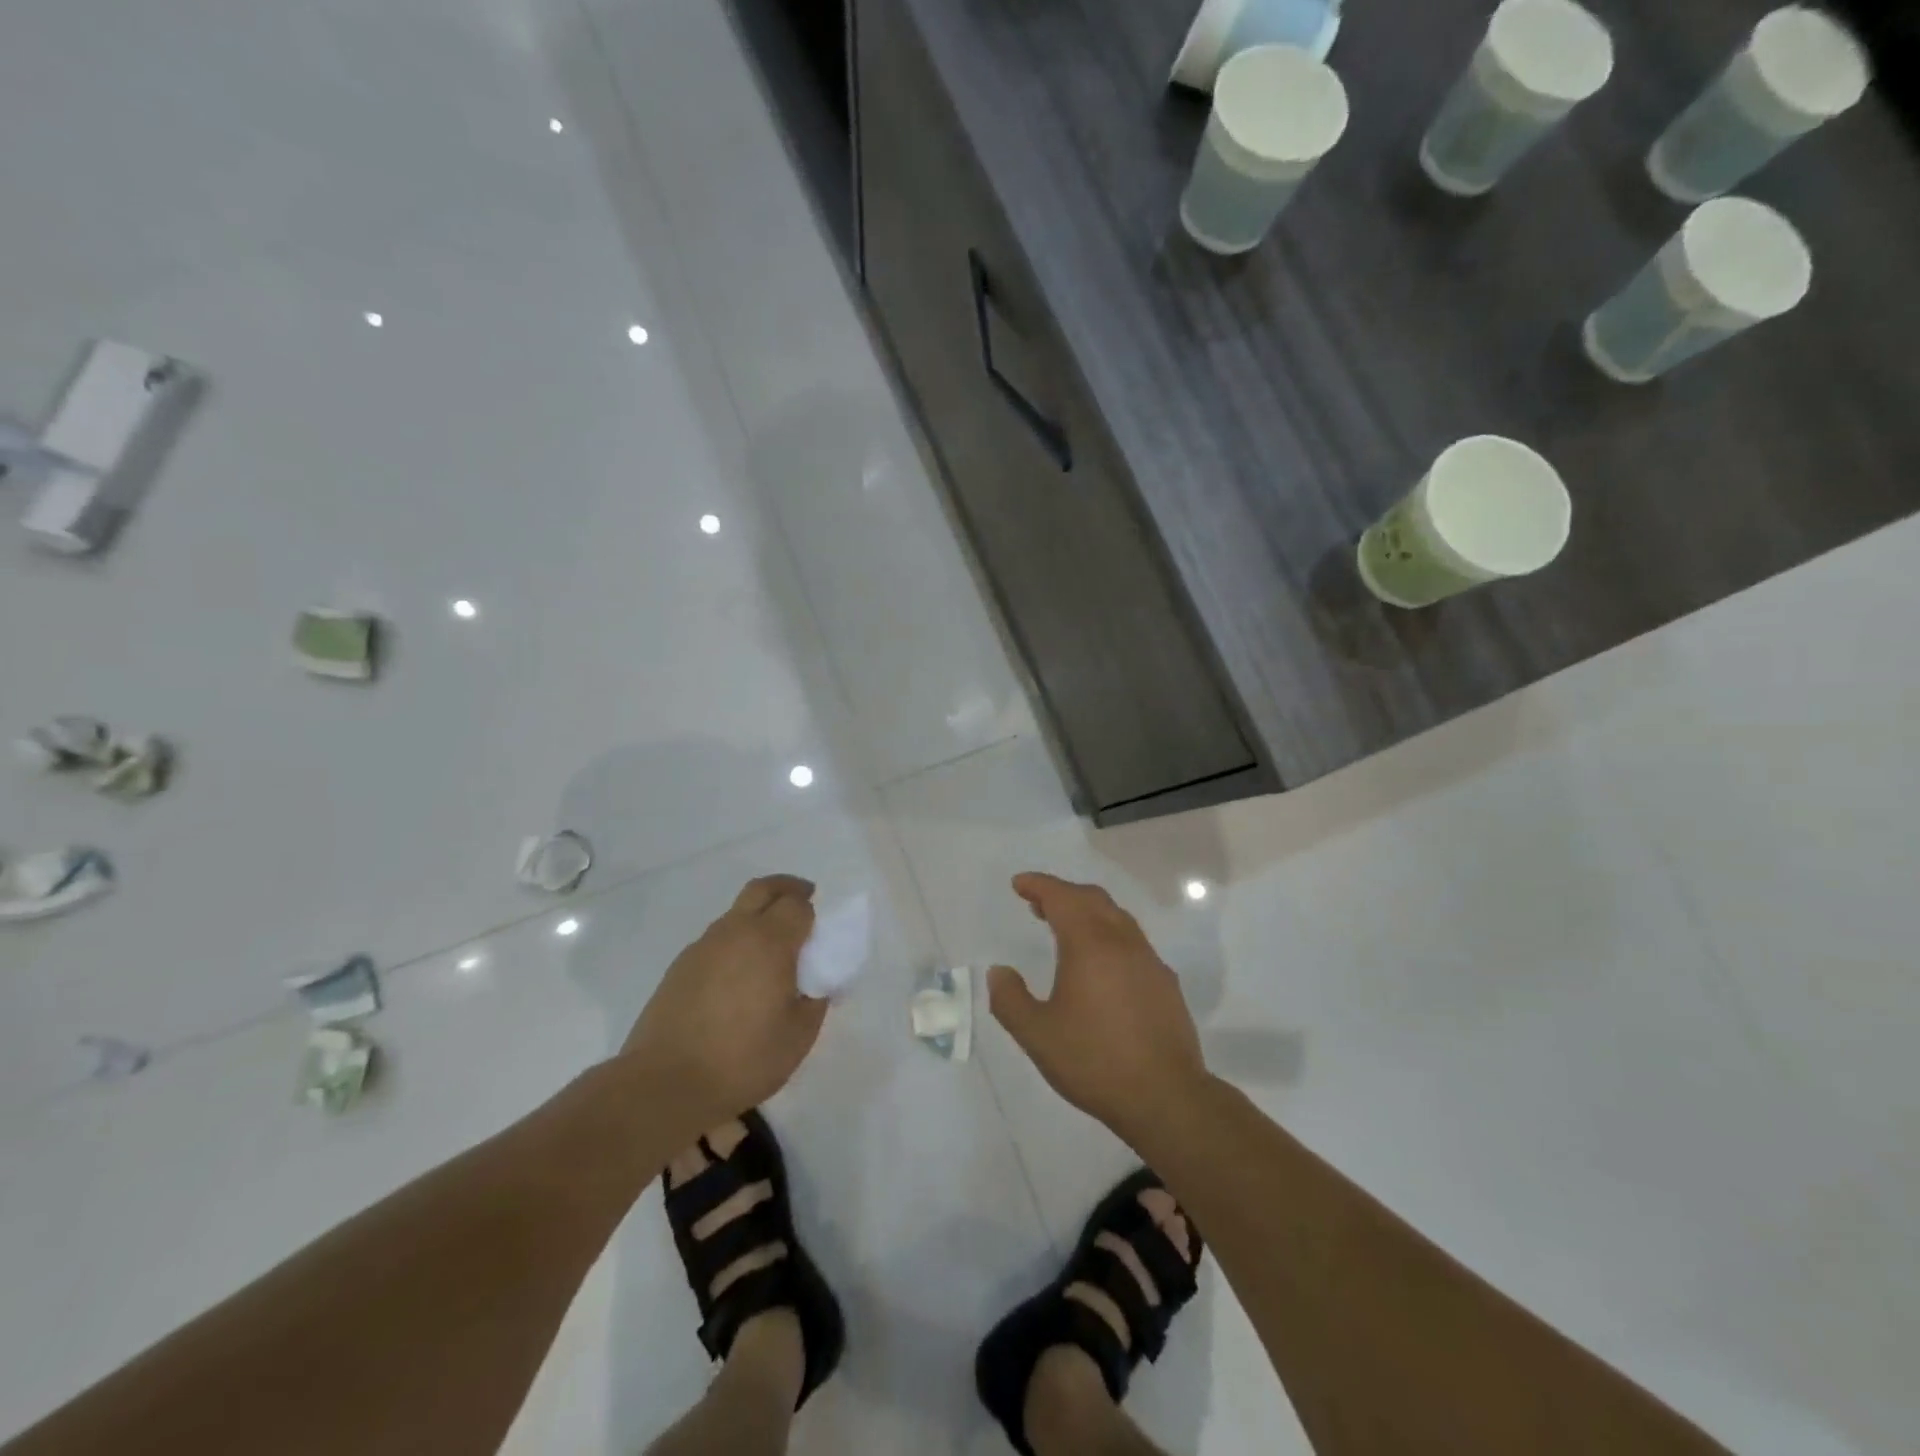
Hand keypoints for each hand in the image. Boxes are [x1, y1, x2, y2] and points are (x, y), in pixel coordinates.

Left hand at [622, 875, 827, 1135]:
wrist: (665, 1085)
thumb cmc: (743, 1059)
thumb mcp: (799, 1035)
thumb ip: (816, 999)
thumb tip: (817, 982)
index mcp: (769, 941)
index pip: (797, 904)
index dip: (812, 913)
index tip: (820, 931)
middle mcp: (735, 932)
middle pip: (763, 889)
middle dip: (787, 888)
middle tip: (803, 900)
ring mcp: (702, 947)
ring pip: (736, 913)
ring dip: (757, 917)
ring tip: (769, 952)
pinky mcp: (679, 967)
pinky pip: (716, 941)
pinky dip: (734, 943)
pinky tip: (738, 978)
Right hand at [988, 873, 1209, 1143]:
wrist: (1166, 1097)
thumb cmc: (1095, 1061)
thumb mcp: (1037, 1035)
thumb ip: (1010, 999)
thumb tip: (999, 972)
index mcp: (1089, 944)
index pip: (1062, 897)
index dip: (1039, 885)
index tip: (1018, 884)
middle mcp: (1122, 941)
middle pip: (1092, 899)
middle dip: (1063, 893)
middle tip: (1037, 904)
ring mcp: (1149, 960)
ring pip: (1116, 917)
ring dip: (1087, 912)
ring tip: (1065, 929)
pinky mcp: (1165, 982)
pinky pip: (1132, 941)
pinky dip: (1108, 934)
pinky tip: (1101, 965)